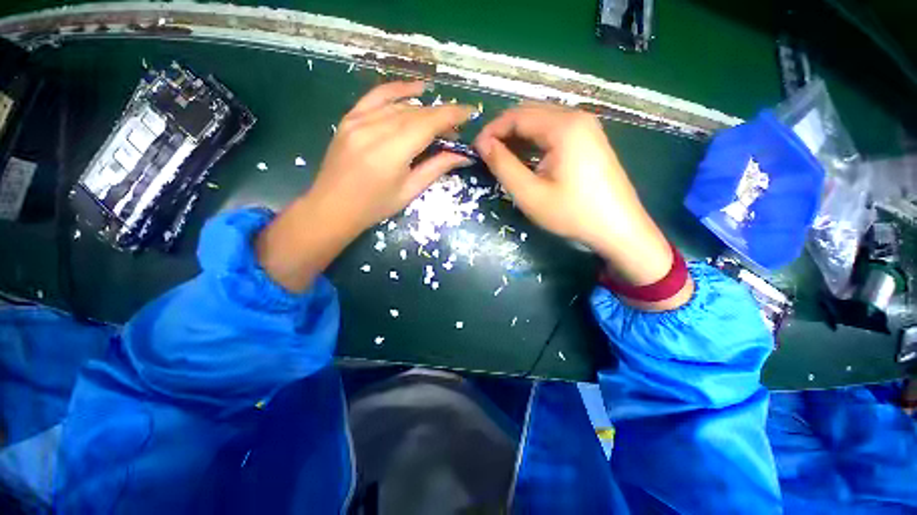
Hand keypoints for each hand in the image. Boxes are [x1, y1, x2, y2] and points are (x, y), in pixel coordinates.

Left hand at [257, 81, 475, 291]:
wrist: (332, 207)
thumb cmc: (375, 207)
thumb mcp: (409, 191)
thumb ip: (436, 168)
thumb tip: (463, 155)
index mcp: (392, 152)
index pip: (428, 123)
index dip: (451, 115)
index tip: (470, 112)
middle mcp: (374, 129)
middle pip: (416, 113)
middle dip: (441, 116)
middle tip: (456, 128)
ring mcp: (358, 120)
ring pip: (400, 105)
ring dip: (424, 109)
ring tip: (440, 117)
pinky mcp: (349, 118)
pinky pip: (376, 96)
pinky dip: (398, 90)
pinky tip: (416, 89)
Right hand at [474, 104, 691, 309]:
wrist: (618, 229)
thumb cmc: (572, 213)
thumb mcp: (530, 194)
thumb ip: (503, 165)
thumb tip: (483, 144)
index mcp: (564, 126)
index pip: (517, 116)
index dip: (492, 130)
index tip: (475, 149)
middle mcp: (577, 117)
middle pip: (530, 113)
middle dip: (504, 131)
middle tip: (486, 153)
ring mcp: (586, 127)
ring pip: (542, 122)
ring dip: (518, 136)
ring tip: (501, 157)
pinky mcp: (590, 140)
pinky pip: (554, 132)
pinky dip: (534, 141)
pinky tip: (525, 157)